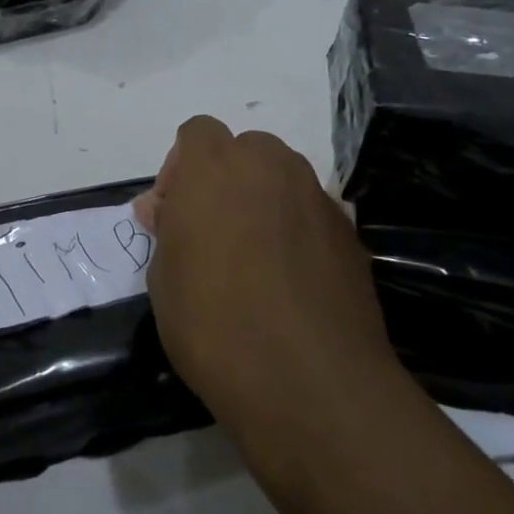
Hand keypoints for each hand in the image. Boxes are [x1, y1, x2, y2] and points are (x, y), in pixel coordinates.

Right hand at [135, 116, 402, 463]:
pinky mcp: (349, 230)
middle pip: (244, 149)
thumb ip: (166, 229)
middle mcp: (269, 166)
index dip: (181, 168)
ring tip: (253, 257)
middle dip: (225, 178)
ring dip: (262, 200)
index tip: (175, 213)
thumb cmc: (213, 323)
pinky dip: (296, 229)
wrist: (308, 380)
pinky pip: (312, 211)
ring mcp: (315, 195)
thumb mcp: (164, 277)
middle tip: (212, 231)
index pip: (196, 133)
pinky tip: (290, 279)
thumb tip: (164, 209)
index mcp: (213, 168)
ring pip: (282, 177)